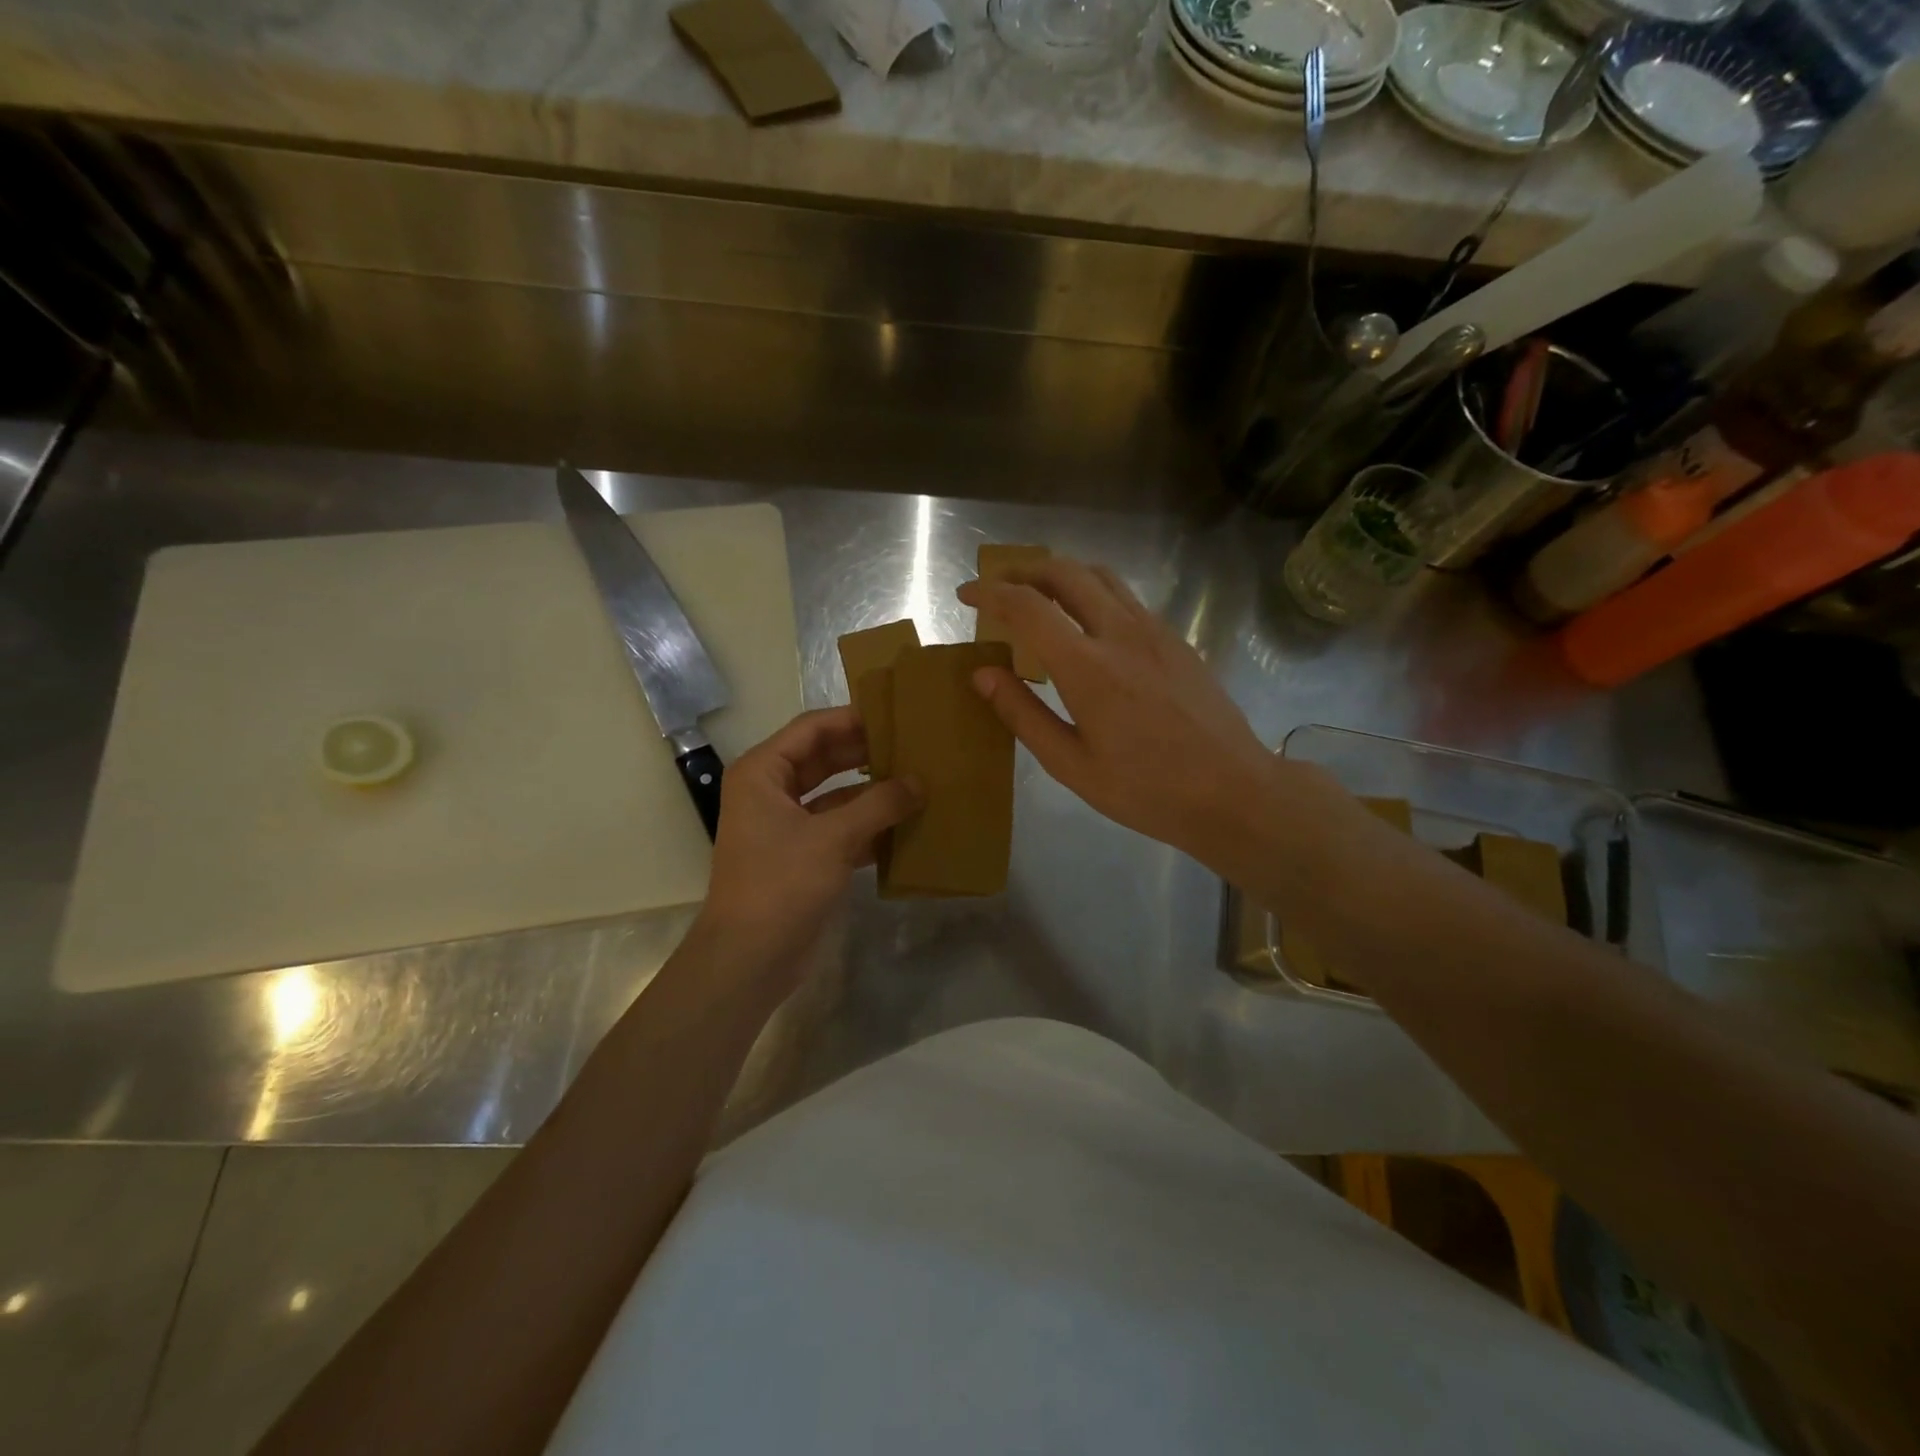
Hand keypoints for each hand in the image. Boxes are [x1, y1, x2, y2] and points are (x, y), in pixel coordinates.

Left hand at [692, 708, 920, 991]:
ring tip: (919, 780)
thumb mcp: (832, 838)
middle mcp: (772, 792)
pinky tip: (907, 824)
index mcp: (763, 773)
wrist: (749, 959)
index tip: (897, 714)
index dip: (854, 719)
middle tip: (915, 745)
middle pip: (825, 758)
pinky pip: (841, 828)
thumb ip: (879, 804)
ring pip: (836, 795)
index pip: (812, 728)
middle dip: (867, 753)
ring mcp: (788, 826)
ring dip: (873, 791)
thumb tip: (920, 782)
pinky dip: (870, 825)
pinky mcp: (804, 856)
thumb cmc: (781, 884)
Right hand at [957, 557, 1277, 865]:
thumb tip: (981, 674)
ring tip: (1036, 596)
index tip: (965, 595)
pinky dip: (1091, 593)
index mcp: (1087, 667)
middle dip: (1023, 570)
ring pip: (1100, 576)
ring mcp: (1155, 631)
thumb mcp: (1071, 765)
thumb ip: (1023, 714)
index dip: (990, 593)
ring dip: (1060, 574)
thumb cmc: (1146, 789)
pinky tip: (1085, 625)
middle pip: (1065, 572)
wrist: (1233, 790)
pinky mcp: (1176, 639)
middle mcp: (1121, 633)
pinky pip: (1125, 598)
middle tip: (997, 588)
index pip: (1027, 606)